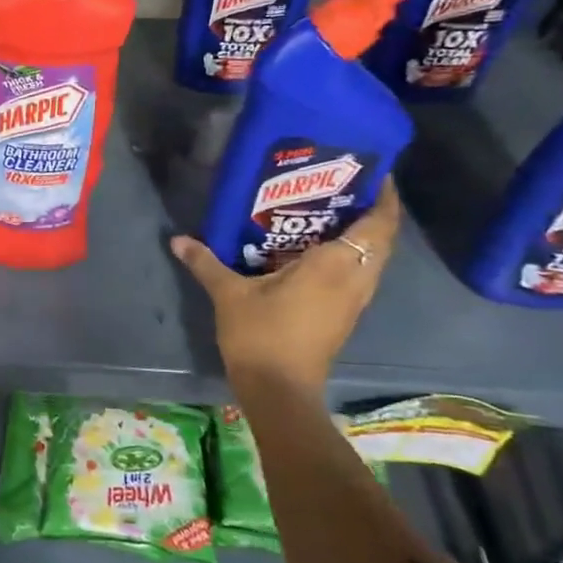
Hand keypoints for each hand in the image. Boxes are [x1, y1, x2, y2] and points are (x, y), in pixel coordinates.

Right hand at [170, 181, 400, 397]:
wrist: (279, 390)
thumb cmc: (261, 335)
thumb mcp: (228, 294)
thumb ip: (206, 262)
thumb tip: (178, 239)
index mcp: (335, 266)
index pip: (378, 224)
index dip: (384, 197)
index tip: (372, 172)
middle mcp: (354, 280)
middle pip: (381, 239)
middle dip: (370, 210)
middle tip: (342, 185)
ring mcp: (353, 301)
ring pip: (372, 259)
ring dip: (362, 234)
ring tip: (329, 210)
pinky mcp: (344, 315)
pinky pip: (358, 274)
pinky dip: (350, 255)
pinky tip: (317, 249)